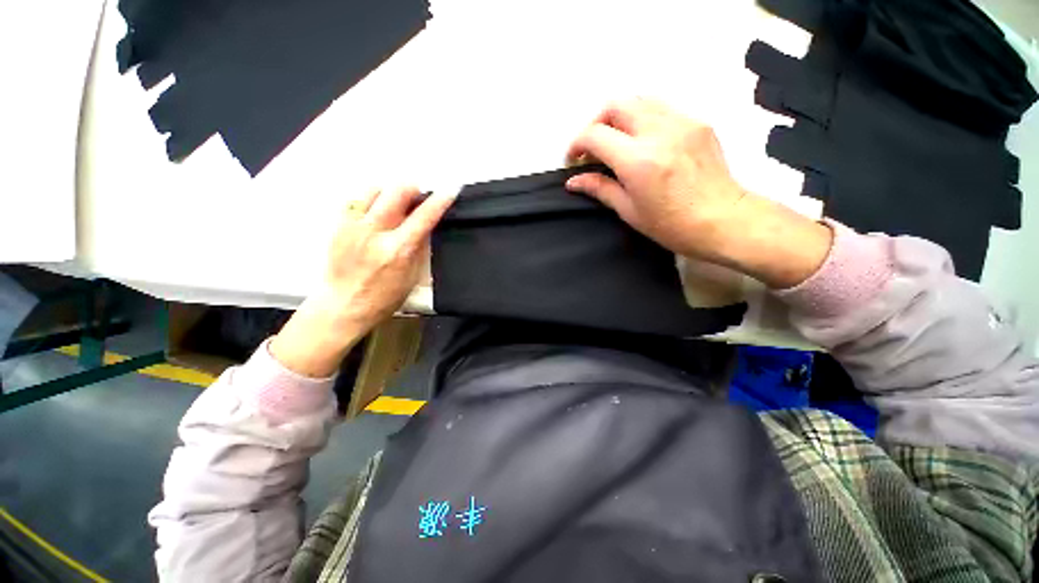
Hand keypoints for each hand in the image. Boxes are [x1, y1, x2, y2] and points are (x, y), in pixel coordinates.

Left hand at [271, 186, 455, 377]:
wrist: (342, 305)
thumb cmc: (383, 298)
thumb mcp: (412, 276)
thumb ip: (419, 248)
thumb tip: (427, 225)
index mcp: (398, 250)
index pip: (424, 217)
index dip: (440, 200)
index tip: (451, 188)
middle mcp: (375, 232)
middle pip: (397, 191)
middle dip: (413, 188)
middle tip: (419, 195)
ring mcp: (353, 226)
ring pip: (374, 189)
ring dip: (390, 191)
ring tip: (396, 202)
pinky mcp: (338, 225)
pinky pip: (356, 199)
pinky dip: (371, 199)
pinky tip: (376, 210)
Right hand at [566, 98, 831, 288]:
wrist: (724, 220)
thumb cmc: (672, 225)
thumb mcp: (629, 211)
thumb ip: (600, 188)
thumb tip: (574, 181)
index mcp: (639, 161)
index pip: (595, 134)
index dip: (577, 143)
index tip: (574, 159)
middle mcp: (659, 132)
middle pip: (616, 104)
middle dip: (596, 122)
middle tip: (593, 147)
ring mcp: (682, 122)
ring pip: (639, 100)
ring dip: (619, 117)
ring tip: (616, 141)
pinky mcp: (698, 122)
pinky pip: (661, 108)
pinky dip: (642, 118)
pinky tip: (643, 141)